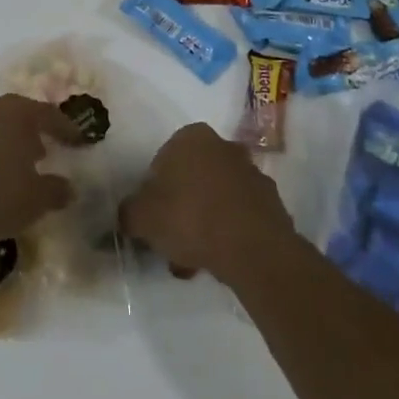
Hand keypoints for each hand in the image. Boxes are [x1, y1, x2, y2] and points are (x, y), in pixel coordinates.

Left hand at [0, 95, 75, 242]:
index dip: (65, 128)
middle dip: (29, 133)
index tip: (78, 141)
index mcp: (16, 114)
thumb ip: (55, 191)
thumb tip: (68, 188)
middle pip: (14, 115)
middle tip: (41, 152)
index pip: (48, 114)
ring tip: (9, 168)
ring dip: (0, 144)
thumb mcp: (34, 200)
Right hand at [120, 123, 295, 286]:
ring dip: (203, 224)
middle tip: (171, 242)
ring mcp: (251, 173)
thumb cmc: (190, 218)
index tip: (153, 220)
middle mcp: (223, 146)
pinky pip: (239, 216)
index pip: (162, 162)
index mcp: (191, 137)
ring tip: (194, 261)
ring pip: (215, 199)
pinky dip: (227, 233)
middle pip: (191, 180)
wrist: (253, 249)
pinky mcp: (271, 202)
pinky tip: (218, 261)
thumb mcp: (142, 217)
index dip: (153, 193)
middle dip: (180, 210)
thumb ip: (128, 213)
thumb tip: (127, 215)